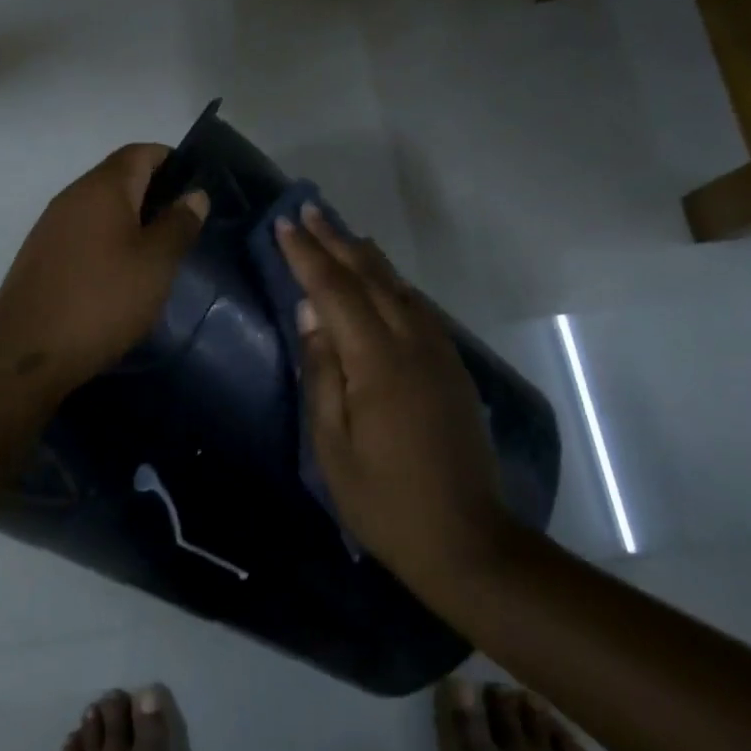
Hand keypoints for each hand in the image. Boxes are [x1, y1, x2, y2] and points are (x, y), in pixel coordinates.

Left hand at [0, 144, 209, 406]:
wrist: (27, 352)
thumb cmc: (102, 301)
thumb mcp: (155, 264)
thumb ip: (178, 224)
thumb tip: (194, 194)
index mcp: (102, 187)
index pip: (140, 152)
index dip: (172, 160)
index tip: (198, 186)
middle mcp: (72, 196)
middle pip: (119, 177)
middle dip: (154, 192)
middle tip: (185, 224)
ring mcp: (51, 226)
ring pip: (100, 208)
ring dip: (130, 219)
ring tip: (158, 250)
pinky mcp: (41, 255)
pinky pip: (83, 233)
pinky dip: (107, 240)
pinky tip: (121, 272)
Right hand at [275, 204, 510, 599]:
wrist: (467, 541)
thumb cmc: (384, 501)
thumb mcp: (331, 445)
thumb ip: (321, 372)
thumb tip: (310, 312)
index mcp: (378, 363)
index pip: (335, 292)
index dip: (307, 255)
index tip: (284, 224)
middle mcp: (413, 345)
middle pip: (371, 278)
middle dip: (336, 241)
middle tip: (308, 209)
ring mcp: (439, 354)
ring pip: (399, 288)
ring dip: (365, 256)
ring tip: (338, 233)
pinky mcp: (452, 368)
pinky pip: (417, 309)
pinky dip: (392, 283)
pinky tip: (380, 282)